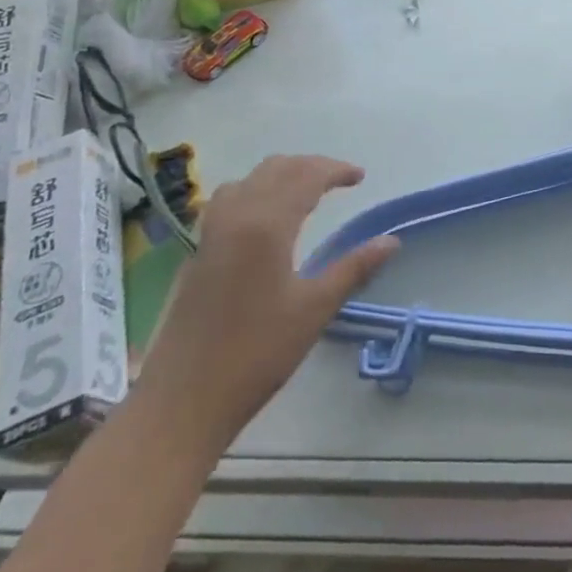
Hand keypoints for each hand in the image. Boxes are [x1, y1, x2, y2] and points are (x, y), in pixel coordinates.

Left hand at [132, 155, 397, 453]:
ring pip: (247, 181)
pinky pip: (227, 202)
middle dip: (310, 167)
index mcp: (266, 226)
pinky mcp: (196, 255)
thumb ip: (354, 268)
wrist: (180, 403)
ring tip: (304, 192)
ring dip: (279, 176)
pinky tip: (264, 218)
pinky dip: (254, 192)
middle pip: (275, 170)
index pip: (306, 177)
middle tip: (339, 181)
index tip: (360, 177)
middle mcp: (235, 219)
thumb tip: (391, 241)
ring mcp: (209, 236)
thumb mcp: (315, 310)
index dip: (335, 170)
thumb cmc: (255, 354)